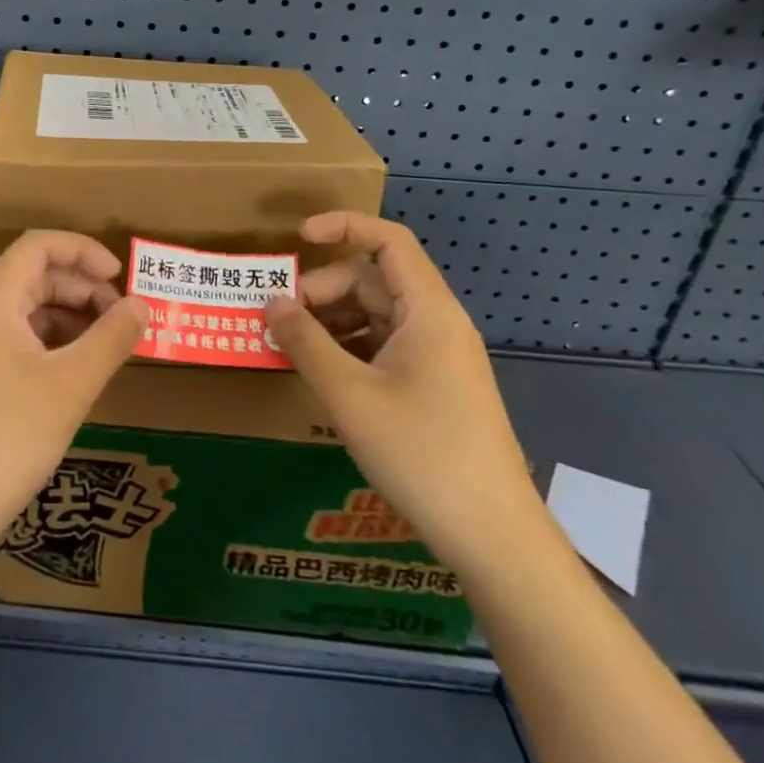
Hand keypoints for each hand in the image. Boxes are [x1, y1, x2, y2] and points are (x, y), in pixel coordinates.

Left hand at [0, 230, 147, 564]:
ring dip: (69, 318)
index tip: (122, 278)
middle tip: (124, 321)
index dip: (84, 251)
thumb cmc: (7, 440)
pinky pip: (14, 339)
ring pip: (25, 310)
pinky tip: (76, 372)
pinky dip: (50, 344)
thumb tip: (142, 305)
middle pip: (34, 276)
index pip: (39, 246)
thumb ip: (111, 338)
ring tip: (108, 347)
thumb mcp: (70, 386)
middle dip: (83, 289)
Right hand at [264, 212, 539, 568]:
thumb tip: (271, 301)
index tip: (297, 240)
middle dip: (321, 291)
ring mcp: (436, 357)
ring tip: (290, 349)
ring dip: (330, 322)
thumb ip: (305, 342)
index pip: (388, 240)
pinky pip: (382, 347)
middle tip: (278, 322)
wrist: (492, 536)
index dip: (342, 226)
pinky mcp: (433, 386)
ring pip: (374, 316)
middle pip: (372, 280)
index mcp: (427, 311)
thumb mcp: (350, 395)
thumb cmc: (421, 453)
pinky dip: (346, 349)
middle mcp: (435, 323)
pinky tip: (320, 375)